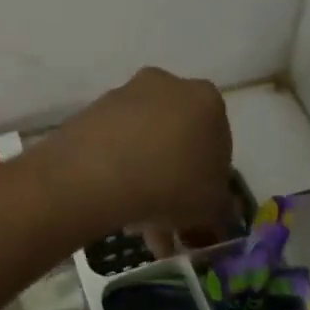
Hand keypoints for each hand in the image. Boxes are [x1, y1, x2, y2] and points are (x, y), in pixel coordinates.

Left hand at [34, 67, 231, 235]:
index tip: (199, 205)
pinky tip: (113, 204)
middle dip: (172, 179)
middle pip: (175, 138)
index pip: (218, 140)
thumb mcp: (211, 206)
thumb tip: (216, 211)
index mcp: (205, 99)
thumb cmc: (171, 183)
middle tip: (167, 219)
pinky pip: (111, 145)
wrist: (97, 173)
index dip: (209, 177)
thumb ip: (220, 207)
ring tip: (136, 224)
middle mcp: (165, 85)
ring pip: (141, 142)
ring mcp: (123, 95)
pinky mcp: (89, 111)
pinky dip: (115, 171)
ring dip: (142, 178)